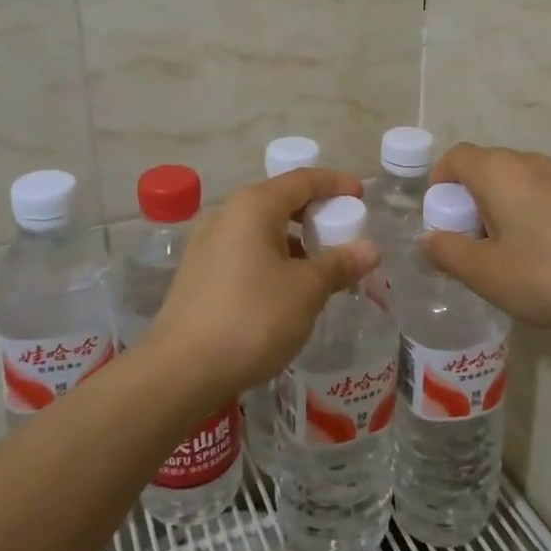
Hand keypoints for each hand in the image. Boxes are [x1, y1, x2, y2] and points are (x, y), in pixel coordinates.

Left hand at [143, 167, 379, 397]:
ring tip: (320, 267)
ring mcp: (207, 243)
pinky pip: (245, 250)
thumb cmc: (253, 318)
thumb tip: (369, 249)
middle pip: (280, 201)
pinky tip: (286, 288)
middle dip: (315, 214)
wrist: (181, 370)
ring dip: (294, 240)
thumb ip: (339, 264)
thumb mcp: (307, 290)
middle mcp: (226, 214)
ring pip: (261, 228)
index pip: (303, 180)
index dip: (335, 184)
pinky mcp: (198, 272)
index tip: (361, 195)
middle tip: (344, 233)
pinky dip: (272, 258)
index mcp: (254, 206)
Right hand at [422, 144, 550, 332]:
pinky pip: (544, 194)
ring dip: (501, 210)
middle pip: (485, 169)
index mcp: (498, 171)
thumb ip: (447, 252)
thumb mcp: (485, 273)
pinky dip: (531, 214)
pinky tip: (545, 256)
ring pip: (516, 183)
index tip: (443, 222)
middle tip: (472, 246)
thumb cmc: (548, 274)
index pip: (455, 157)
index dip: (439, 185)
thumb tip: (428, 239)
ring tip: (509, 254)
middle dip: (469, 202)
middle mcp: (530, 161)